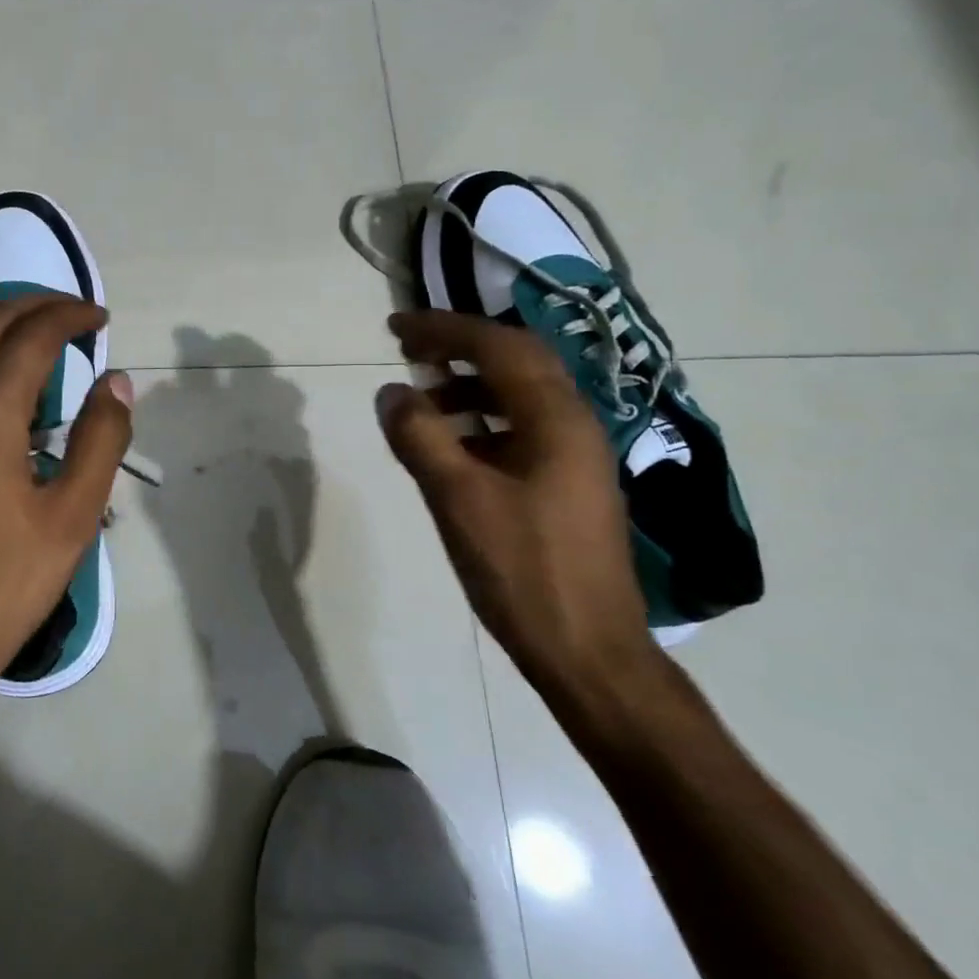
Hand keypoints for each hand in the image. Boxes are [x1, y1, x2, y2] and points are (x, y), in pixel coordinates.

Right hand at [377, 310, 662, 701]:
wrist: (587, 652)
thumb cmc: (523, 571)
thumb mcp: (458, 500)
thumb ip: (420, 437)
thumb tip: (391, 391)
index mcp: (557, 420)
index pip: (498, 348)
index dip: (444, 329)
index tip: (395, 326)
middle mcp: (575, 427)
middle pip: (517, 361)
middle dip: (460, 347)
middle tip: (409, 348)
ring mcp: (575, 458)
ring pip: (520, 397)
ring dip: (469, 386)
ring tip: (421, 400)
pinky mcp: (567, 487)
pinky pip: (521, 430)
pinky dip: (481, 423)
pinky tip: (452, 448)